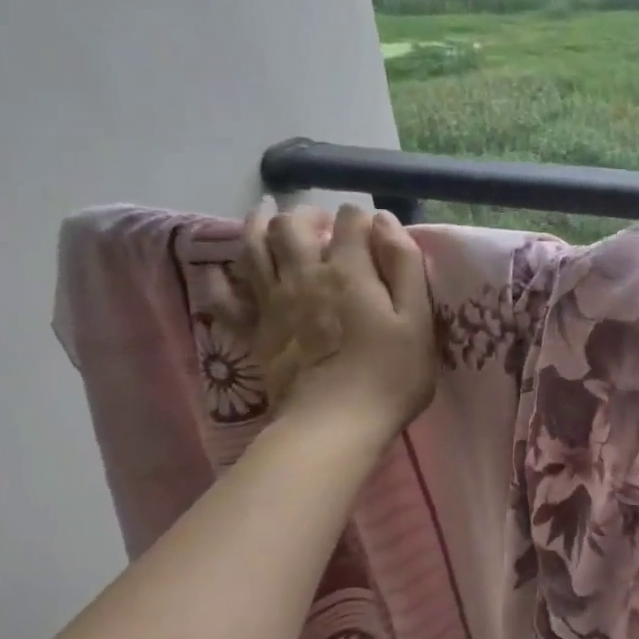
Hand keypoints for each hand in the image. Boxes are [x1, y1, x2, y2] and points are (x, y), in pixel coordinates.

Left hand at [228, 202, 435, 449]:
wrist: (335, 424)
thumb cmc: (390, 375)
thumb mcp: (417, 320)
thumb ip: (405, 267)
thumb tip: (385, 221)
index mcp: (348, 271)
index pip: (350, 222)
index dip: (362, 218)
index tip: (373, 229)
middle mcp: (304, 275)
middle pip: (292, 226)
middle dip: (306, 214)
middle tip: (320, 222)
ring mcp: (272, 303)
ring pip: (253, 248)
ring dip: (258, 225)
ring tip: (267, 217)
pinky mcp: (255, 332)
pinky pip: (225, 299)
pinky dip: (221, 281)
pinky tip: (221, 273)